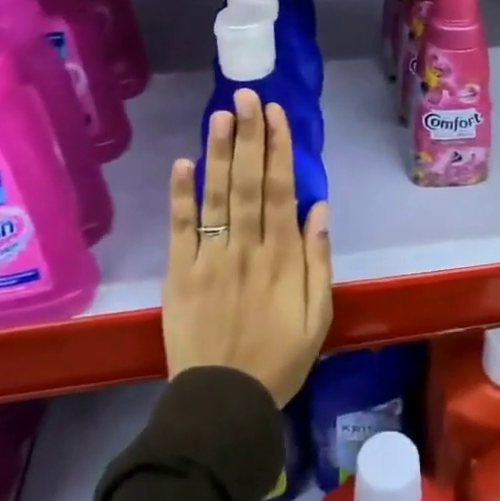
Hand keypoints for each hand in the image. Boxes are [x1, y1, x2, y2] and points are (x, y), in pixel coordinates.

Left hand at [163, 89, 333, 405]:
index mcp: (281, 257)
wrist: (223, 404)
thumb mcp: (317, 316)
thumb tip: (319, 208)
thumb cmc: (279, 359)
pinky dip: (181, 196)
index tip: (275, 114)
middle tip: (246, 96)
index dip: (277, 149)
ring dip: (218, 153)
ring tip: (220, 115)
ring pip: (216, 197)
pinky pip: (181, 230)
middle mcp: (246, 248)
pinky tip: (183, 163)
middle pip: (247, 183)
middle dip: (248, 137)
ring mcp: (210, 259)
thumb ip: (318, 260)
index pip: (280, 190)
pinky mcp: (180, 275)